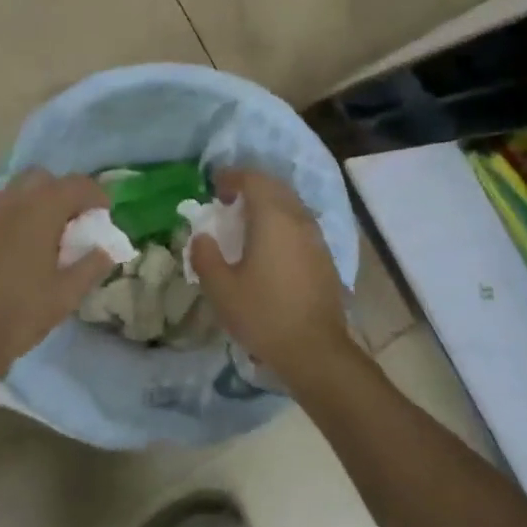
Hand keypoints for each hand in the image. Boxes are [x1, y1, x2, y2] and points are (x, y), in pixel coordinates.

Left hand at [0, 170, 114, 381]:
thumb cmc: (16, 315)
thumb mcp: (64, 296)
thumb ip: (91, 266)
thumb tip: (107, 249)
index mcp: (40, 210)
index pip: (77, 184)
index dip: (96, 196)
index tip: (104, 215)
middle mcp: (10, 200)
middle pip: (43, 179)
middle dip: (62, 193)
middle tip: (72, 223)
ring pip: (15, 191)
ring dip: (34, 203)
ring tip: (43, 236)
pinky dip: (11, 217)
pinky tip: (13, 248)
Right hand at [190, 168, 353, 384]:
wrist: (315, 350)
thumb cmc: (263, 315)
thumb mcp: (221, 289)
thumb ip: (205, 256)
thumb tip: (201, 237)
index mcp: (272, 218)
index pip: (253, 179)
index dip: (232, 177)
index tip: (214, 188)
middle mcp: (298, 218)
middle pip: (275, 186)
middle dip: (251, 186)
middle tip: (228, 201)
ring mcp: (316, 236)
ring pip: (291, 204)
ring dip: (268, 203)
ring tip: (247, 222)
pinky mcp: (325, 255)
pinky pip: (300, 223)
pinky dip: (282, 221)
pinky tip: (270, 246)